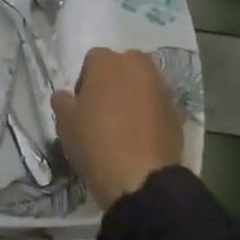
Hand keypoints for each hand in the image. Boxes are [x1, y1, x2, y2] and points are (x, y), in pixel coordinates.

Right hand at [51, 48, 182, 208]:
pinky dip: (149, 114)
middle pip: (123, 66)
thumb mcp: (65, 123)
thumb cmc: (96, 143)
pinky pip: (157, 105)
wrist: (142, 179)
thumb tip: (66, 96)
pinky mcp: (177, 112)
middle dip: (114, 82)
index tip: (82, 106)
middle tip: (103, 111)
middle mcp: (138, 66)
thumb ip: (62, 101)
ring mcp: (161, 88)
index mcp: (107, 62)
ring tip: (123, 126)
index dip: (85, 82)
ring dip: (133, 96)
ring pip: (142, 84)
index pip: (92, 60)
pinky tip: (140, 138)